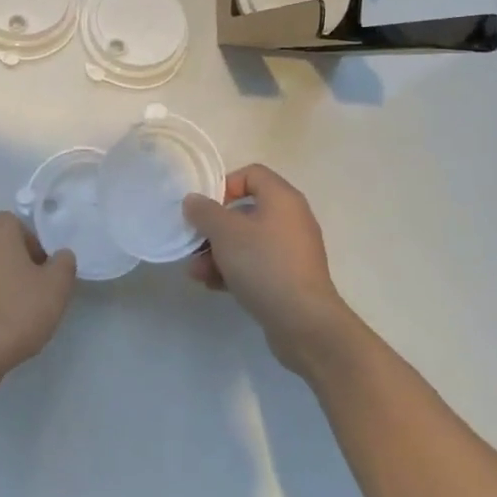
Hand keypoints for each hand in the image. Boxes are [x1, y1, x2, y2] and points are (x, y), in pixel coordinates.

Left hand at [0, 212, 76, 386]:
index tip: (44, 270)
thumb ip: (64, 264)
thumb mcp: (56, 288)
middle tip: (36, 291)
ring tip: (18, 312)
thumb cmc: (16, 312)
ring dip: (2, 283)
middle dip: (19, 263)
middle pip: (0, 245)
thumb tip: (59, 255)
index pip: (17, 223)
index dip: (34, 243)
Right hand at [183, 165, 357, 377]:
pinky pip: (255, 264)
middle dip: (213, 228)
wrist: (304, 323)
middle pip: (245, 211)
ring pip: (246, 241)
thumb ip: (205, 212)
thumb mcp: (226, 233)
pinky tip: (212, 285)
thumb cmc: (264, 265)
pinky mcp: (288, 278)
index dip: (224, 184)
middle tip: (193, 242)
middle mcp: (290, 219)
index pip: (251, 174)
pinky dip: (233, 270)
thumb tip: (193, 200)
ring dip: (217, 253)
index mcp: (282, 199)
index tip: (204, 207)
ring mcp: (291, 251)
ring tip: (196, 272)